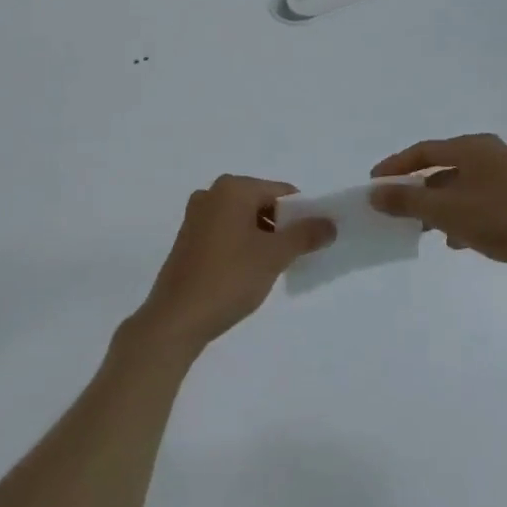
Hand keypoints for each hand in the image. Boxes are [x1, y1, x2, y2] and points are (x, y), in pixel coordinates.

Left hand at [131, 176, 335, 352]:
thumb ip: (305, 235)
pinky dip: (243, 245)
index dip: (302, 214)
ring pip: (244, 219)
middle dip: (282, 226)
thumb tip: (330, 224)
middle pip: (262, 203)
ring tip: (273, 268)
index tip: (313, 241)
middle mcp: (211, 194)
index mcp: (232, 188)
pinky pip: (226, 232)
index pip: (281, 192)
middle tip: (295, 256)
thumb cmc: (229, 278)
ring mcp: (196, 216)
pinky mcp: (188, 239)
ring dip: (263, 238)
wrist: (177, 318)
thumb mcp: (274, 255)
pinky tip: (249, 272)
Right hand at [369, 134, 506, 285]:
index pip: (424, 151)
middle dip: (418, 189)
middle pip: (443, 167)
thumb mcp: (447, 211)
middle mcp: (492, 154)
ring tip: (424, 229)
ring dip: (440, 206)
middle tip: (397, 208)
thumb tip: (375, 192)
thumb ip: (408, 200)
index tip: (374, 183)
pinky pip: (481, 202)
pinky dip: (463, 216)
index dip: (396, 166)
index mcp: (474, 147)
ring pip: (462, 187)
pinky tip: (458, 241)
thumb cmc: (502, 220)